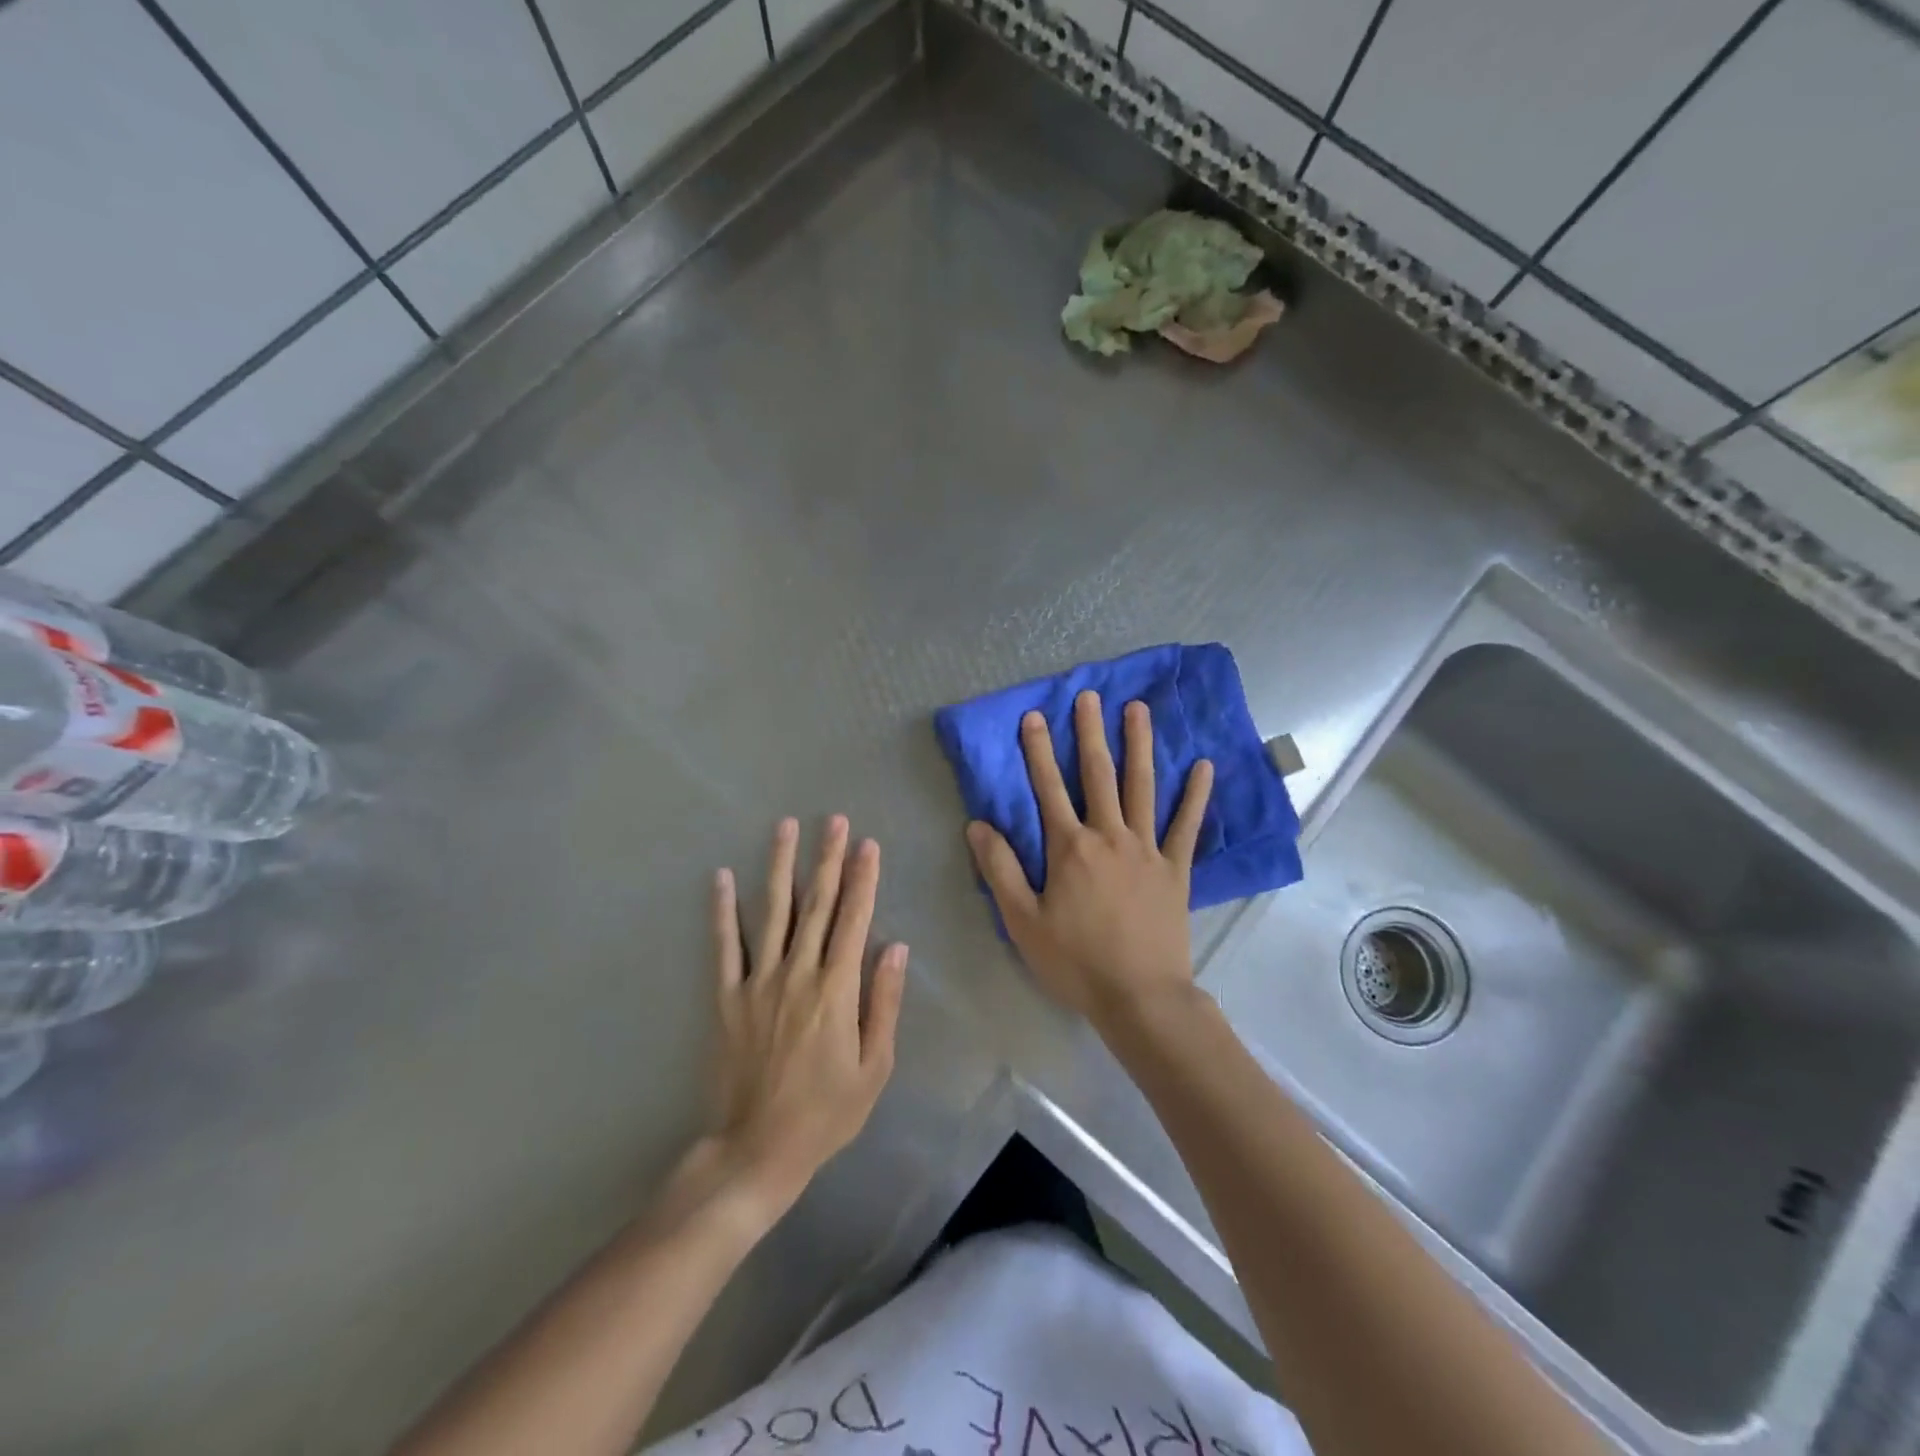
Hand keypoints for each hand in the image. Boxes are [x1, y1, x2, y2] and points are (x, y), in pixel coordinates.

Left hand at [708, 816, 908, 1207]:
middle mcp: (797, 973)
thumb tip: (895, 946)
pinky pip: (725, 946)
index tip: (868, 844)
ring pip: (773, 912)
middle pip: (816, 904)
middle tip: (834, 820)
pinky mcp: (728, 997)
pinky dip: (723, 910)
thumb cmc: (826, 1112)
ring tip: (785, 826)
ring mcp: (758, 981)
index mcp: (836, 988)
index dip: (863, 879)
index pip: (854, 919)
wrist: (757, 1150)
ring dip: (781, 866)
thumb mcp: (874, 1066)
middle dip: (828, 858)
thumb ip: (884, 1002)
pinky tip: (723, 877)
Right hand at [966, 691, 1212, 1029]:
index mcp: (1070, 848)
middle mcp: (1109, 836)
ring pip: (1143, 787)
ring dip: (1140, 746)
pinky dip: (1195, 796)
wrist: (1139, 997)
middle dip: (1091, 733)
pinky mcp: (1176, 869)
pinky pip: (1187, 826)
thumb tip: (977, 824)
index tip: (1034, 716)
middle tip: (1090, 696)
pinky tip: (1204, 767)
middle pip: (1098, 775)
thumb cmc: (1075, 961)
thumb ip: (1000, 869)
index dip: (1038, 751)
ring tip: (1139, 710)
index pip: (1048, 788)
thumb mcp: (1022, 921)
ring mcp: (1147, 850)